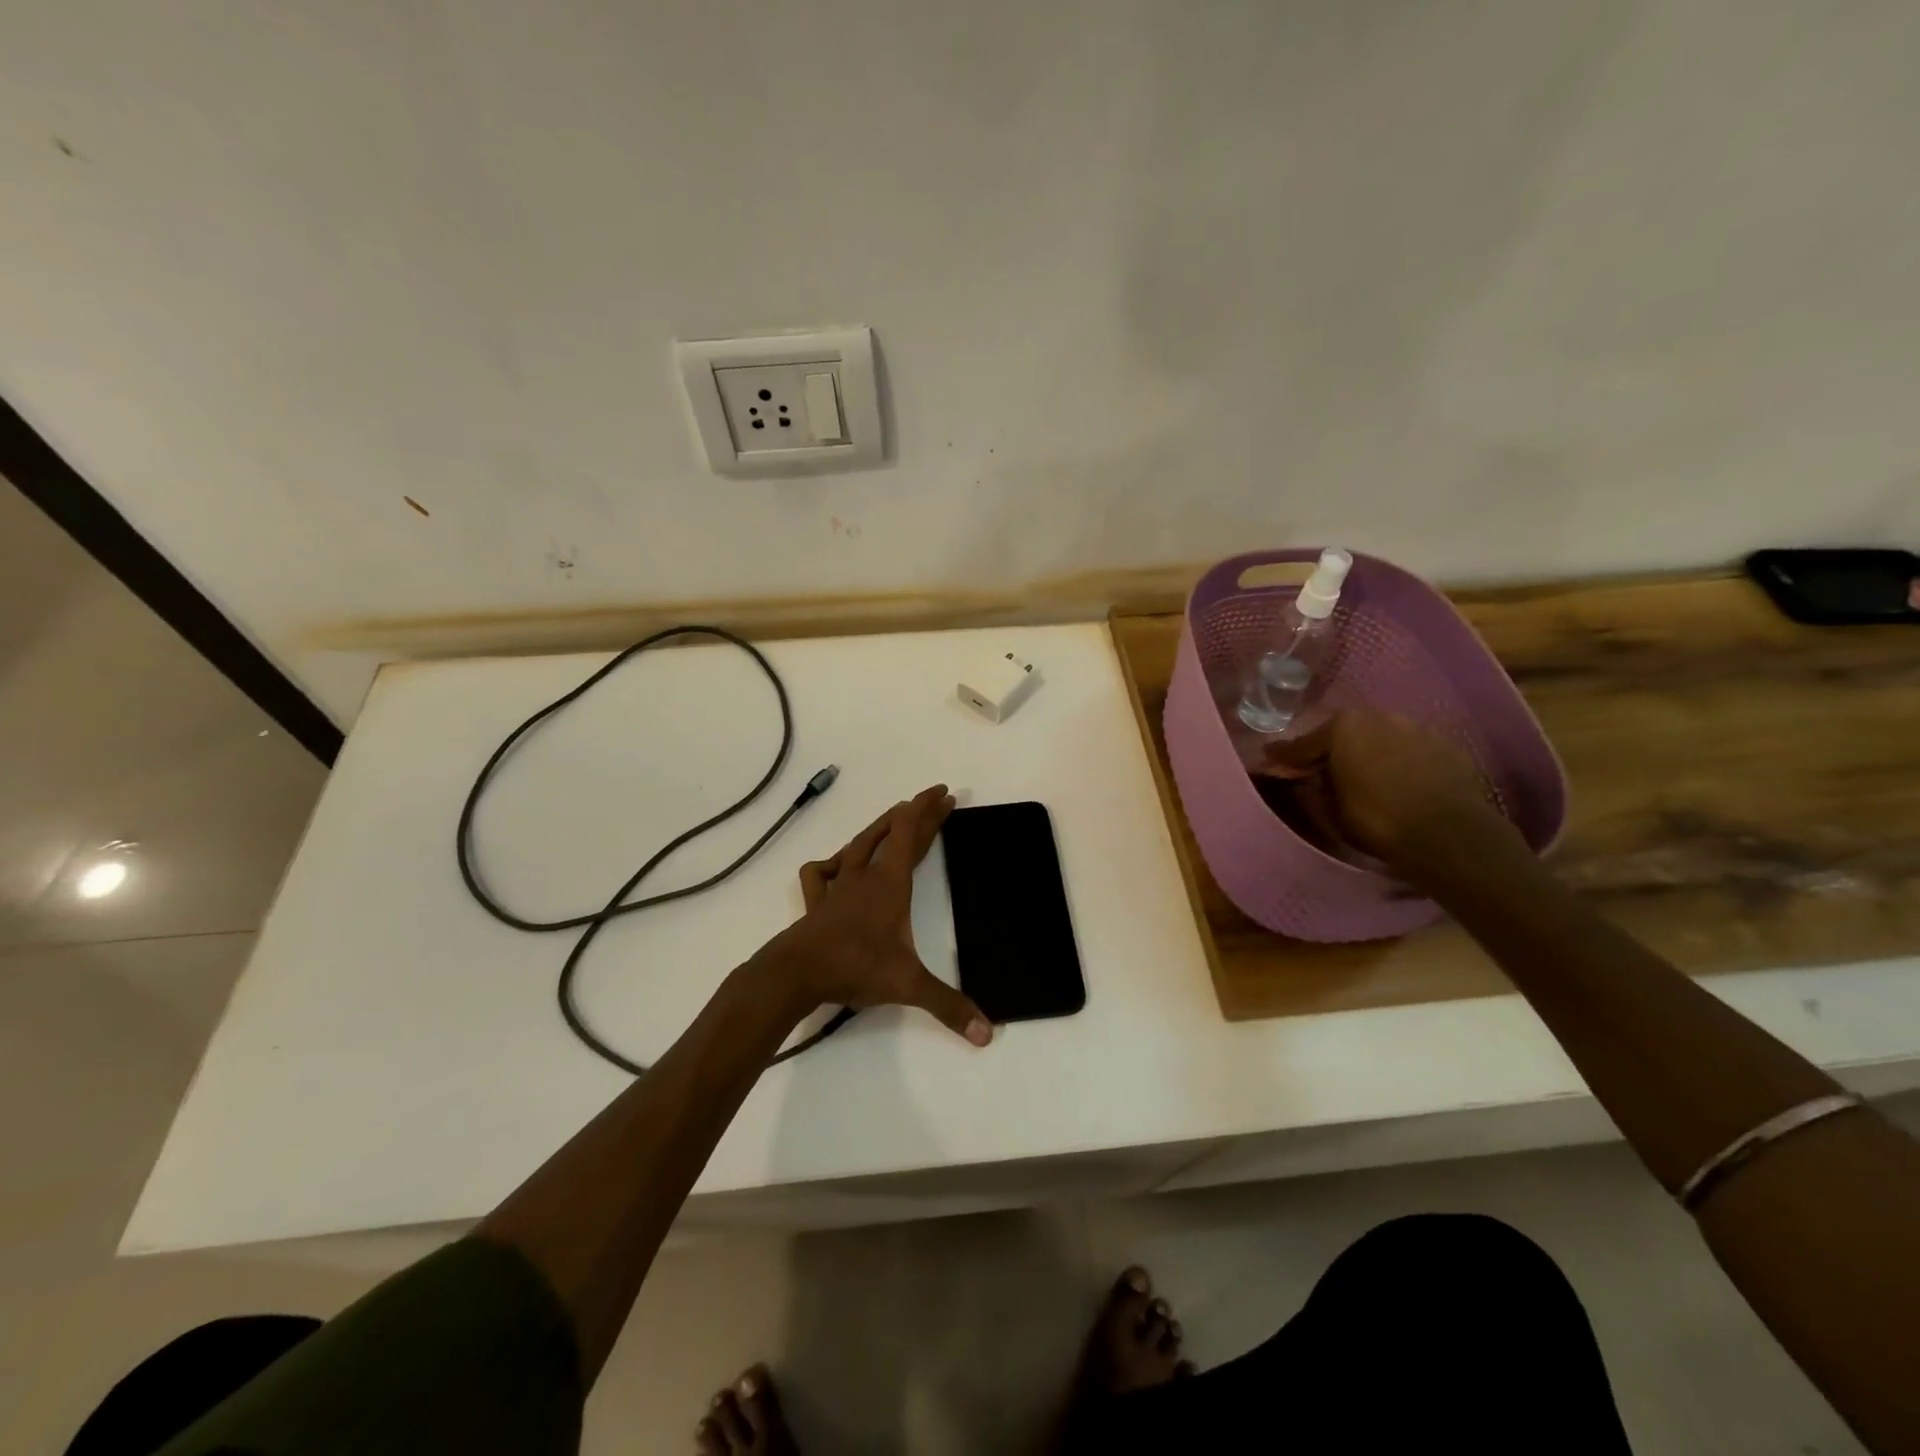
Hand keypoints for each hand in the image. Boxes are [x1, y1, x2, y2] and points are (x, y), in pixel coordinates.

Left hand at [764, 785, 991, 1046]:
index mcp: (890, 883)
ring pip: (859, 844)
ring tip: (892, 818)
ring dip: (878, 827)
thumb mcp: (908, 986)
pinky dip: (831, 864)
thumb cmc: (855, 967)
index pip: (911, 834)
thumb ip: (948, 1006)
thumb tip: (987, 1033)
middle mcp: (865, 876)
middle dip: (916, 814)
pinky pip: (821, 872)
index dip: (928, 810)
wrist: (795, 973)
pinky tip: (836, 867)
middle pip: (892, 833)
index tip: (943, 794)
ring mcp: (837, 886)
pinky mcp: (816, 902)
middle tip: (935, 800)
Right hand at [1257, 709, 1510, 869]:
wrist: (1449, 834)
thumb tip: (1312, 777)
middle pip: (1345, 733)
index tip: (1271, 759)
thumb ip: (1317, 786)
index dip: (1286, 756)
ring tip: (1362, 773)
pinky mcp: (1447, 746)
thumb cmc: (1377, 819)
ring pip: (1381, 738)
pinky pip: (1410, 751)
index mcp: (1343, 727)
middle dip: (1332, 748)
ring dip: (1368, 752)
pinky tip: (1397, 780)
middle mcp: (1379, 717)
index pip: (1304, 743)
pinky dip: (1399, 761)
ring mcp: (1417, 729)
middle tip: (1320, 768)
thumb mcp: (1331, 808)